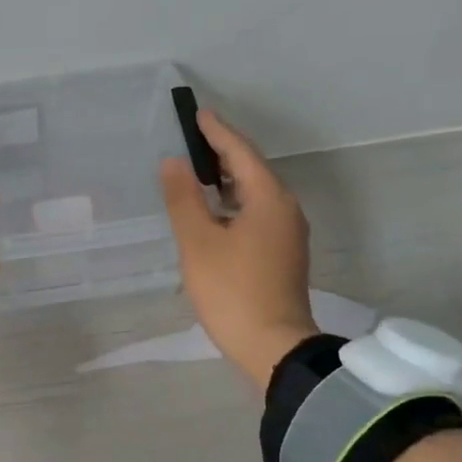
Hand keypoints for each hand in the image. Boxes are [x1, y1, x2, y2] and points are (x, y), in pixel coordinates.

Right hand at [160, 109, 317, 389]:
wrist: (273, 346)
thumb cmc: (232, 291)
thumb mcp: (198, 243)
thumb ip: (184, 199)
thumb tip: (174, 163)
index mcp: (268, 199)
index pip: (241, 153)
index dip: (217, 132)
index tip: (197, 114)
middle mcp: (285, 209)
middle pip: (253, 170)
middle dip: (223, 153)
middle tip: (192, 140)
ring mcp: (288, 234)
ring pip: (256, 194)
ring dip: (228, 180)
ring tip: (198, 173)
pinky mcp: (283, 254)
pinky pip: (257, 214)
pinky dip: (234, 203)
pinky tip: (214, 213)